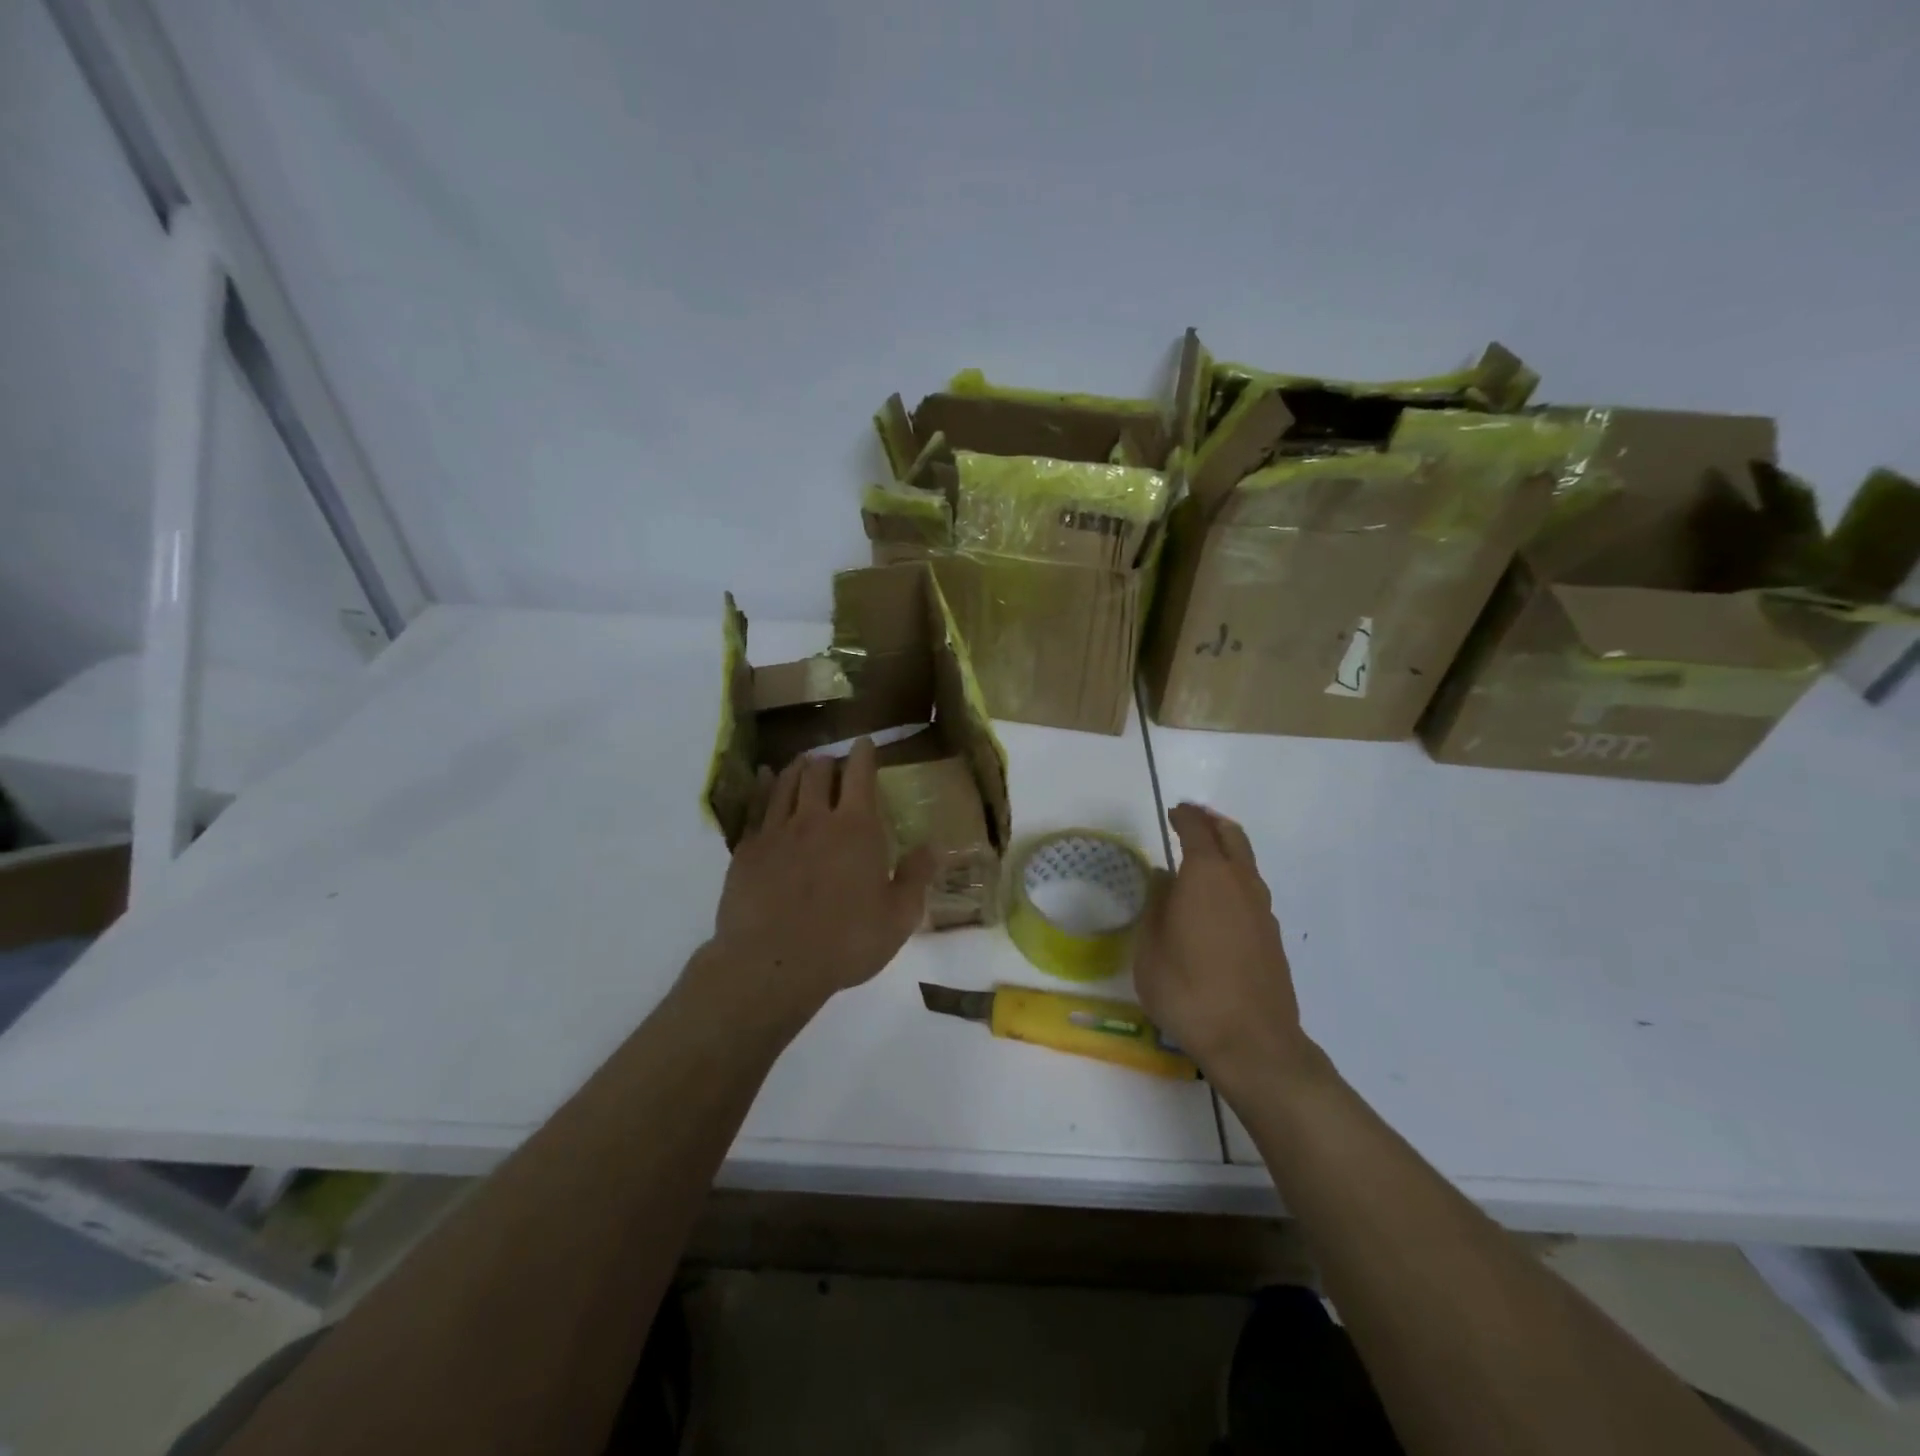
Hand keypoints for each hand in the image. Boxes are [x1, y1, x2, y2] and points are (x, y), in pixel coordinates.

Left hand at [705, 738, 934, 1016]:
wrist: (771, 964)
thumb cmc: (844, 942)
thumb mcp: (897, 918)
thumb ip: (915, 878)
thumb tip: (933, 846)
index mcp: (857, 828)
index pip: (860, 775)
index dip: (864, 754)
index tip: (865, 743)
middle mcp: (815, 818)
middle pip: (819, 771)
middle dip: (829, 761)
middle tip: (833, 762)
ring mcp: (777, 831)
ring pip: (787, 782)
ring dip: (798, 768)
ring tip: (803, 764)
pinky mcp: (747, 849)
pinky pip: (756, 805)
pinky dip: (765, 786)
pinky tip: (766, 780)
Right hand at [1135, 803, 1310, 1091]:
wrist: (1252, 1043)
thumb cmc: (1187, 990)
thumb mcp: (1150, 948)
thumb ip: (1156, 906)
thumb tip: (1164, 879)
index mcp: (1206, 876)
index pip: (1196, 830)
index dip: (1184, 817)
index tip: (1173, 812)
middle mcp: (1240, 882)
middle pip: (1231, 836)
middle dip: (1211, 822)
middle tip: (1193, 818)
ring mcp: (1262, 909)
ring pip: (1246, 861)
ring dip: (1226, 848)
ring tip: (1204, 855)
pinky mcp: (1272, 935)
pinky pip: (1251, 889)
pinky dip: (1235, 877)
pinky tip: (1218, 899)